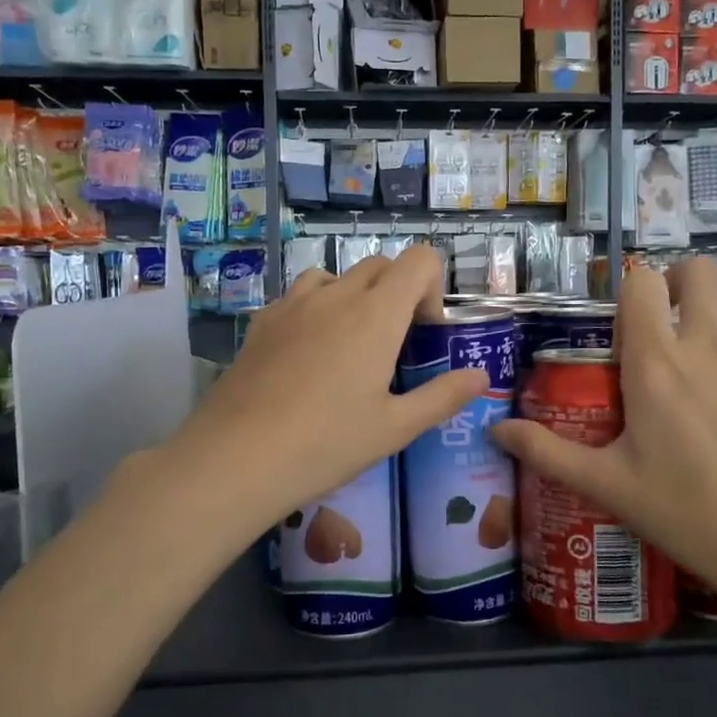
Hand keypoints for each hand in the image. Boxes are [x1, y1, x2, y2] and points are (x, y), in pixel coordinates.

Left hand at [175, 246, 486, 532]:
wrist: (236, 458)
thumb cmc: (326, 443)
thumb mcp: (395, 428)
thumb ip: (443, 396)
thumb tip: (481, 376)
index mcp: (377, 313)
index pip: (419, 259)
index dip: (432, 286)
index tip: (425, 333)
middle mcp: (337, 295)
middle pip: (380, 264)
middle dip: (398, 292)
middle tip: (395, 345)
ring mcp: (293, 304)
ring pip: (336, 276)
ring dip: (355, 296)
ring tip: (349, 345)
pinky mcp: (262, 320)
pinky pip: (299, 296)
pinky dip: (316, 308)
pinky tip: (307, 355)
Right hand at [491, 259, 716, 628]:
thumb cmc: (686, 515)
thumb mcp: (606, 485)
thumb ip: (546, 451)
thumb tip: (494, 430)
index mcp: (655, 364)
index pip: (640, 283)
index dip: (630, 291)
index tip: (626, 324)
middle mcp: (706, 345)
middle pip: (696, 270)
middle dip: (678, 281)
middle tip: (669, 317)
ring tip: (714, 315)